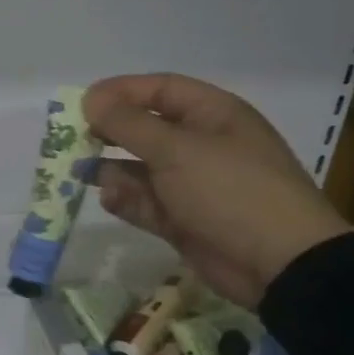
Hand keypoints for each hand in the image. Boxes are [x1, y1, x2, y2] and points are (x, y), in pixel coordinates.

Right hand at [82, 73, 352, 307]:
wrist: (280, 264)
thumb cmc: (230, 191)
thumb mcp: (176, 150)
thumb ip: (128, 124)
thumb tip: (90, 99)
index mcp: (212, 115)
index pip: (160, 90)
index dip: (120, 92)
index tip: (81, 104)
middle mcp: (201, 144)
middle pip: (145, 129)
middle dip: (109, 134)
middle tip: (73, 141)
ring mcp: (192, 184)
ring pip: (139, 168)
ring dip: (111, 171)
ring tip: (84, 174)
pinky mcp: (183, 219)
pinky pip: (145, 202)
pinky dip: (125, 201)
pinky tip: (110, 200)